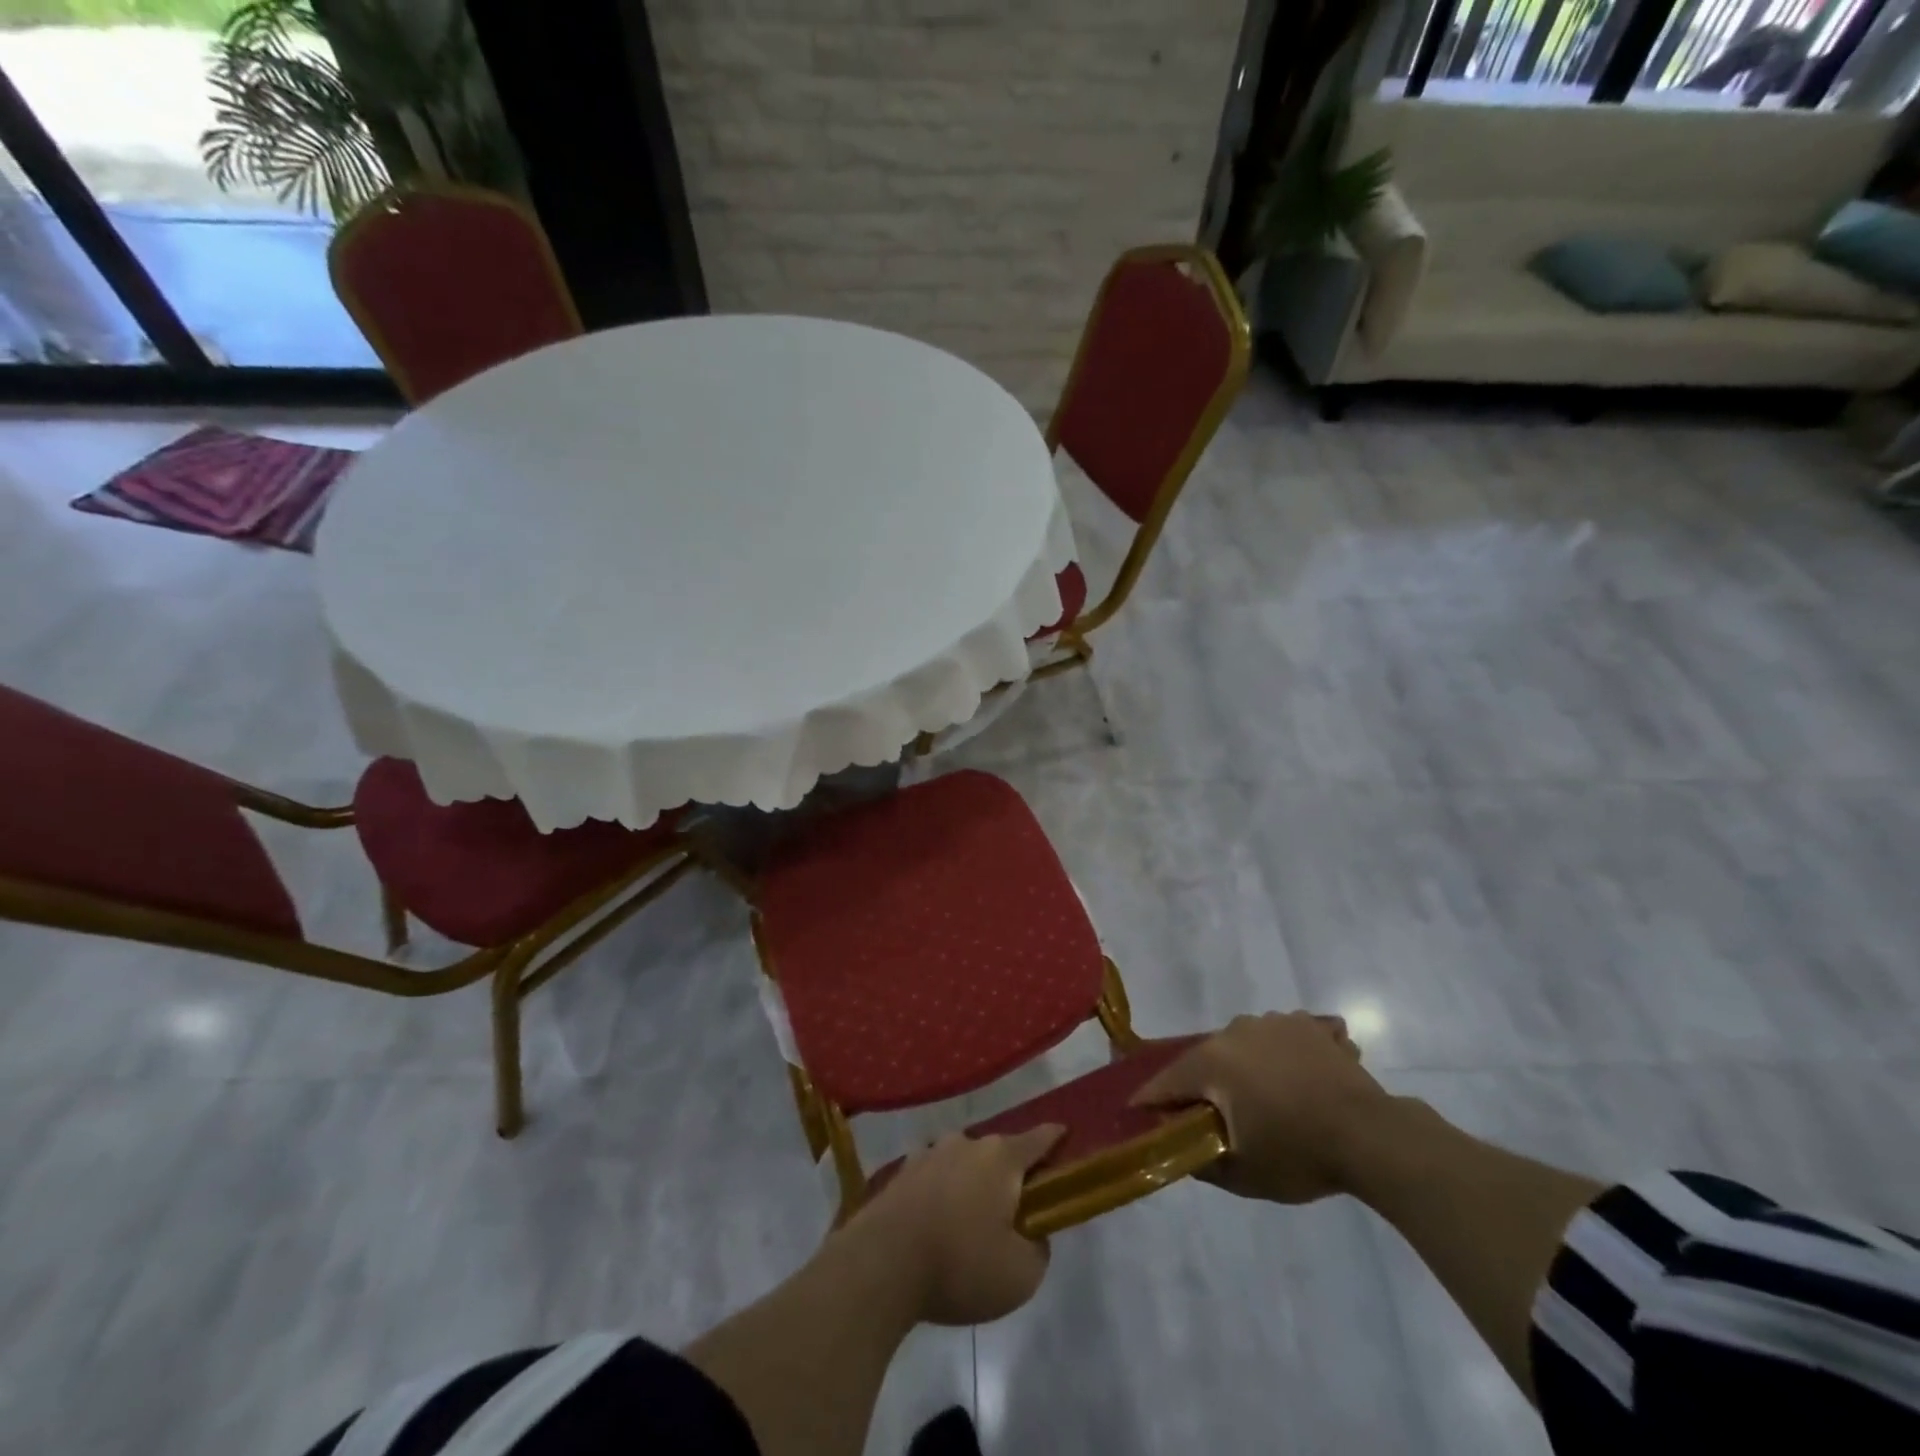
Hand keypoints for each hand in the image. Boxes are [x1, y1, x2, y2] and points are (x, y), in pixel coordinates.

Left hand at [839, 1126, 1063, 1326]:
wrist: (880, 1264)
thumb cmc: (960, 1265)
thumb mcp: (1021, 1275)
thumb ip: (1038, 1249)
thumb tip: (1031, 1233)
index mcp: (1002, 1158)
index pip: (1040, 1138)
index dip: (1057, 1140)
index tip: (1067, 1140)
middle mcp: (966, 1143)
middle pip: (1000, 1153)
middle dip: (1011, 1176)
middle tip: (1016, 1211)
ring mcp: (929, 1154)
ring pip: (964, 1164)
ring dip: (972, 1185)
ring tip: (971, 1224)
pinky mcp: (902, 1173)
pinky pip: (935, 1178)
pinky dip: (943, 1195)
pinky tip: (937, 1226)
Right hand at [1132, 1011, 1392, 1204]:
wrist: (1372, 1136)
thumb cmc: (1299, 1154)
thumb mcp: (1242, 1174)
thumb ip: (1201, 1160)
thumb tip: (1179, 1148)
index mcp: (1211, 1061)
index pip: (1166, 1082)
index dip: (1152, 1102)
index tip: (1143, 1116)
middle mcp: (1234, 1031)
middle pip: (1206, 1060)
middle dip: (1206, 1086)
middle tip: (1218, 1118)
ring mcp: (1273, 1022)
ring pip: (1244, 1046)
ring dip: (1246, 1068)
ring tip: (1267, 1100)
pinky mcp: (1307, 1025)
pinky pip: (1282, 1037)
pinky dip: (1283, 1055)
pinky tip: (1300, 1079)